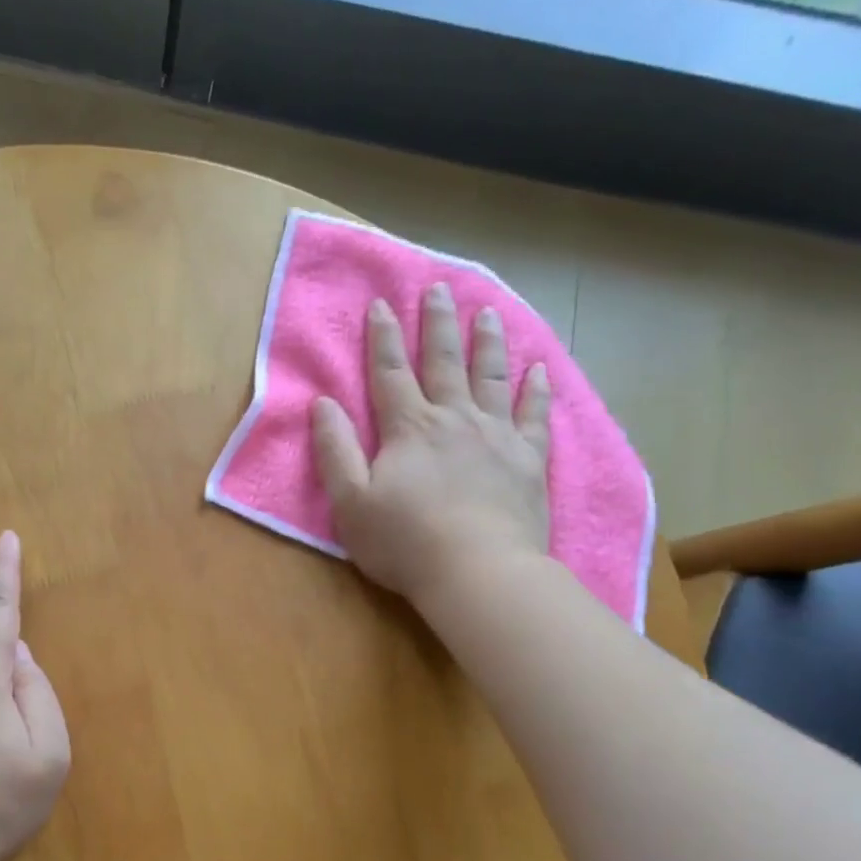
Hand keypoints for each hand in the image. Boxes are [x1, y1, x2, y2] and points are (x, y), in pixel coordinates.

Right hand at [310, 284, 551, 619]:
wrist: (478, 573)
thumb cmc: (404, 542)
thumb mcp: (350, 502)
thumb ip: (336, 450)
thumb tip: (322, 404)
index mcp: (409, 428)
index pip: (389, 373)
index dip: (382, 338)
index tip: (381, 303)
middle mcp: (454, 419)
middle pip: (444, 362)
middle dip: (437, 324)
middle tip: (439, 288)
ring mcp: (497, 437)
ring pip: (491, 378)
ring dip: (486, 343)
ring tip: (487, 312)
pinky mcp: (529, 460)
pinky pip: (534, 415)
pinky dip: (536, 390)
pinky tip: (537, 370)